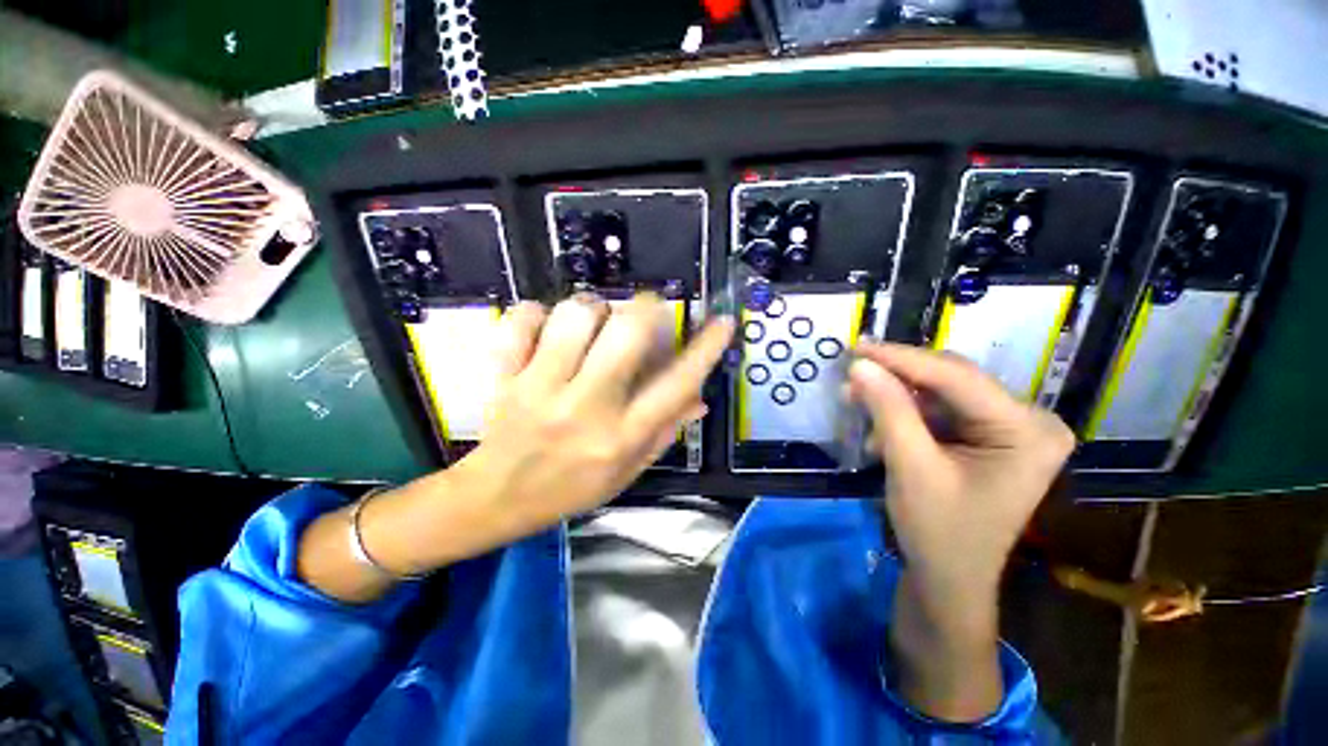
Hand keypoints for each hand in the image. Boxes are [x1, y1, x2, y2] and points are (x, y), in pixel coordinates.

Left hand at [461, 294, 733, 536]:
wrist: (498, 498)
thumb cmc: (571, 487)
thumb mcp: (627, 471)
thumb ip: (665, 433)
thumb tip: (701, 399)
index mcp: (621, 436)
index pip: (676, 385)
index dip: (706, 349)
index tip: (723, 323)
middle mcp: (585, 408)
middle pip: (626, 333)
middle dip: (645, 309)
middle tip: (644, 311)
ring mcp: (539, 389)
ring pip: (576, 317)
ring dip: (593, 308)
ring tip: (593, 322)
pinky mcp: (505, 376)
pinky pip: (522, 319)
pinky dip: (537, 312)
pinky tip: (546, 328)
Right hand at [847, 342, 1074, 720]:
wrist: (950, 579)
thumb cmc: (939, 532)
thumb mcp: (911, 467)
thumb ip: (888, 410)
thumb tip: (859, 364)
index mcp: (1027, 430)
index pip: (957, 378)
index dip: (901, 359)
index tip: (856, 346)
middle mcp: (1028, 420)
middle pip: (951, 380)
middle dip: (896, 378)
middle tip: (850, 374)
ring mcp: (1008, 428)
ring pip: (940, 392)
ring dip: (895, 396)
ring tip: (855, 400)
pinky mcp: (987, 437)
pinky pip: (939, 410)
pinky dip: (904, 413)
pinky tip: (879, 427)